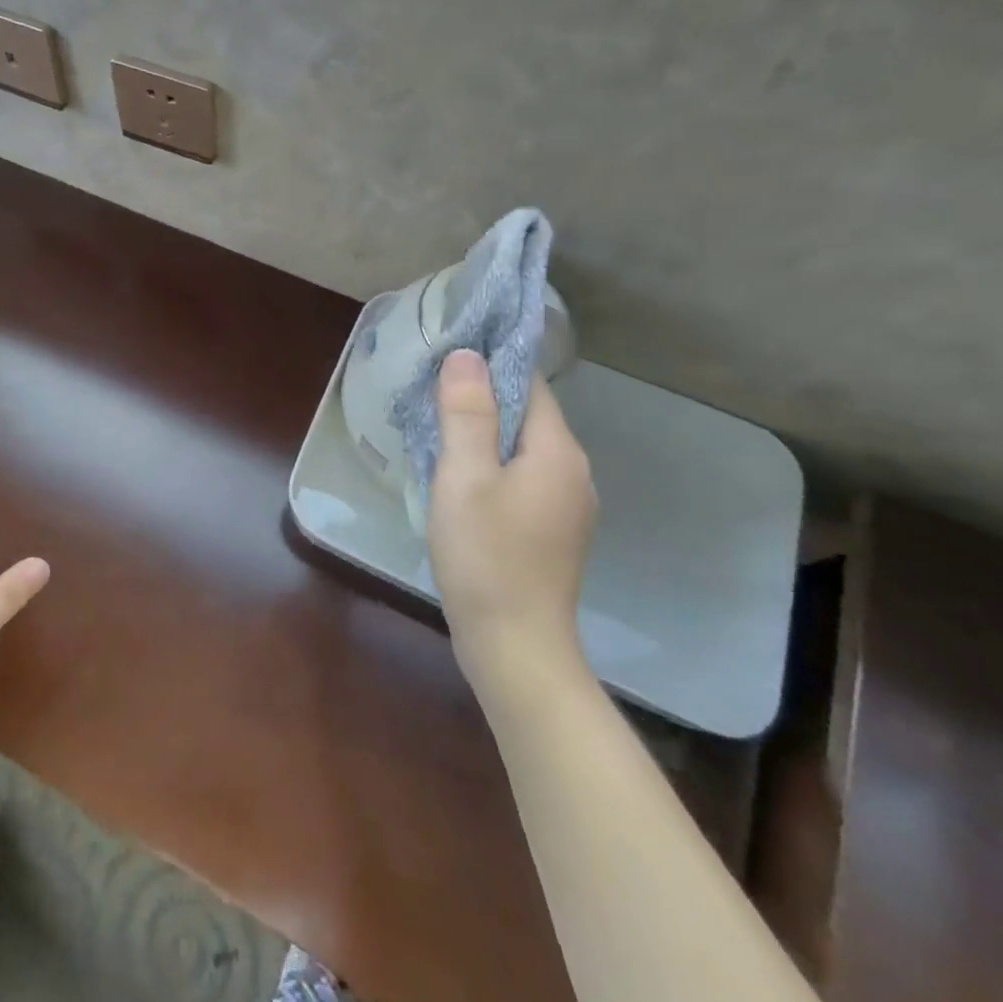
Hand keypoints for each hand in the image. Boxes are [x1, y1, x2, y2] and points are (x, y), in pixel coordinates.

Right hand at [426, 350, 596, 693]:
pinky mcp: (551, 532)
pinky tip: (458, 480)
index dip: (490, 365)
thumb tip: (467, 355)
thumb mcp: (464, 476)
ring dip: (484, 435)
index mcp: (557, 452)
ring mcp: (566, 506)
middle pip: (527, 416)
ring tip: (436, 430)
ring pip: (522, 450)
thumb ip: (467, 413)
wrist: (515, 647)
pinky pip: (521, 479)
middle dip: (482, 400)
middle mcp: (572, 472)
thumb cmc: (486, 554)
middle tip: (430, 392)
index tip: (448, 355)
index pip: (529, 385)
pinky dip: (491, 467)